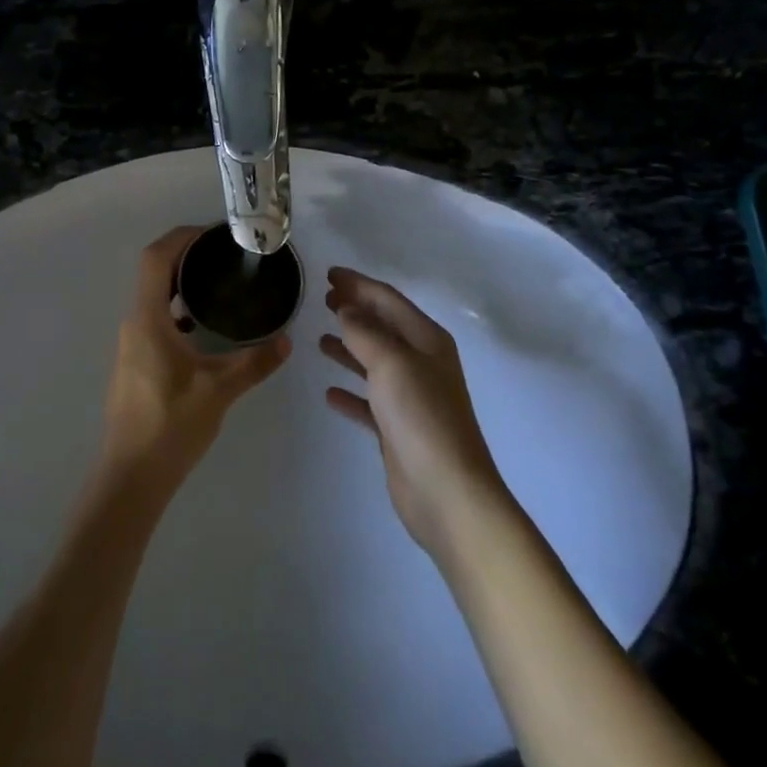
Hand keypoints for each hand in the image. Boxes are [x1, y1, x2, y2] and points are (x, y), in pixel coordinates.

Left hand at [100, 227, 291, 495]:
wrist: (132, 475)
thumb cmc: (171, 425)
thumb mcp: (219, 391)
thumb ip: (254, 362)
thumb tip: (286, 340)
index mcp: (148, 319)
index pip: (156, 258)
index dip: (182, 237)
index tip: (214, 234)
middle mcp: (134, 323)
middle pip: (154, 272)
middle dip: (187, 255)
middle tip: (225, 254)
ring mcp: (132, 343)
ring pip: (154, 296)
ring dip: (181, 282)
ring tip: (220, 281)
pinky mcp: (136, 361)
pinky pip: (156, 318)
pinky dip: (177, 308)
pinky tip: (205, 325)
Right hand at [321, 266, 506, 554]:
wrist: (447, 491)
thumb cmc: (421, 416)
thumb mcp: (391, 362)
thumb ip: (365, 331)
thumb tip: (346, 308)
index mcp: (427, 340)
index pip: (388, 300)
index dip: (358, 284)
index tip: (328, 275)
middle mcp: (421, 363)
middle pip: (383, 327)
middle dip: (354, 311)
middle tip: (322, 300)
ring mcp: (411, 397)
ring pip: (375, 362)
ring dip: (350, 348)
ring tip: (320, 339)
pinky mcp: (398, 428)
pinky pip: (370, 401)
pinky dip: (351, 392)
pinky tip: (330, 392)